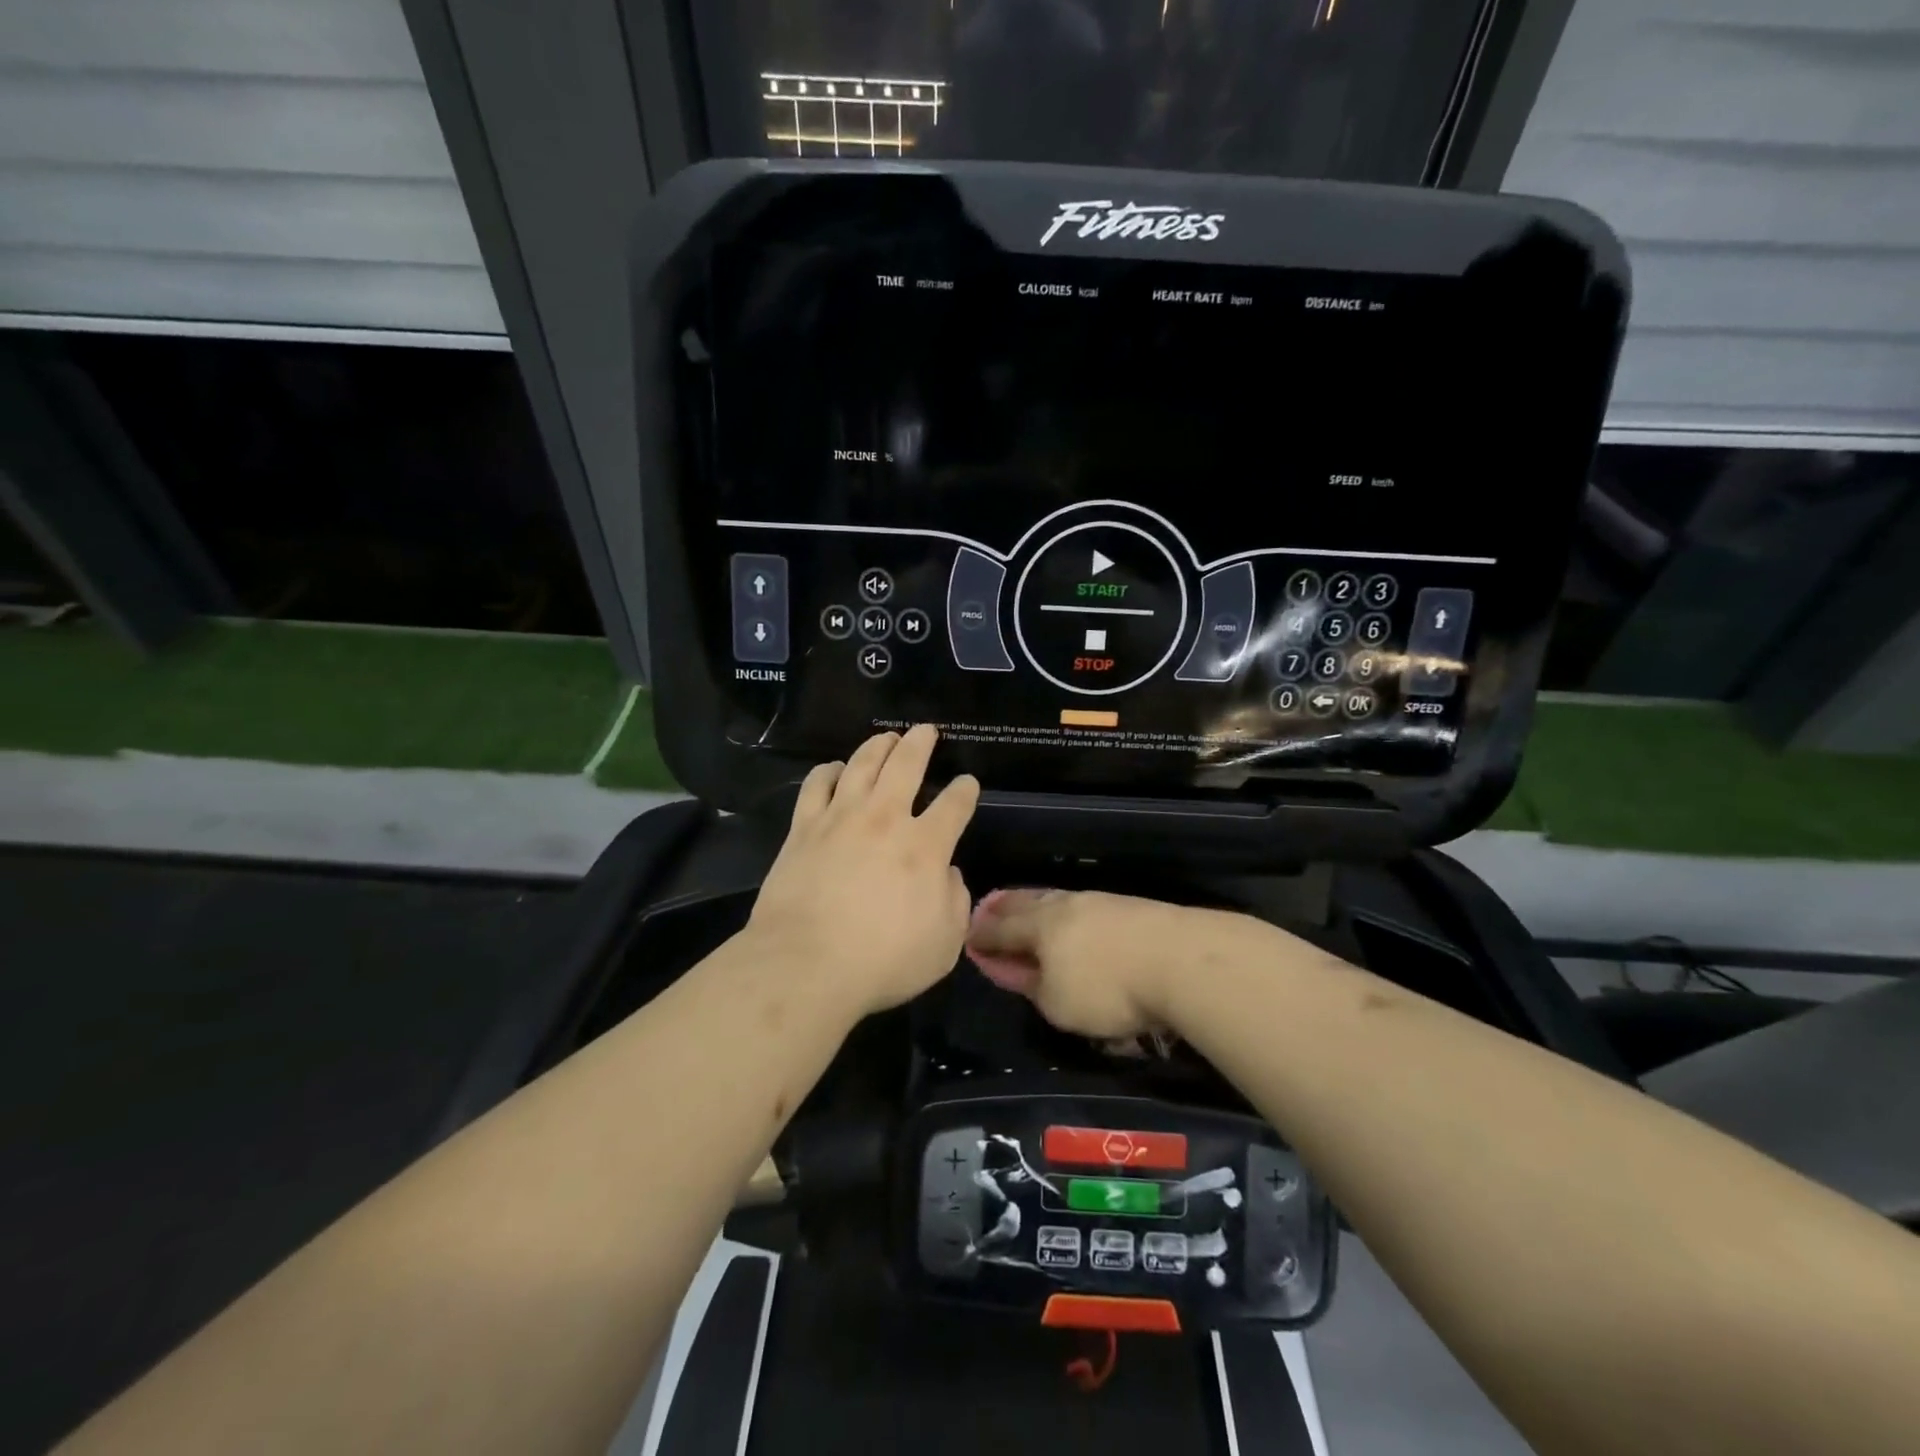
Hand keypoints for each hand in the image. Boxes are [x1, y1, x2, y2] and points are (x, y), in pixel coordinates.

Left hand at [745, 725, 979, 1018]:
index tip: (967, 783)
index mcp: (925, 847)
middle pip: (906, 764)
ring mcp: (840, 818)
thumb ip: (955, 902)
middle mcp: (885, 819)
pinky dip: (828, 771)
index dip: (965, 790)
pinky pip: (816, 785)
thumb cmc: (882, 961)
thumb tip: (948, 874)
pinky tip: (833, 768)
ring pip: (861, 764)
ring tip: (886, 737)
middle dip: (920, 743)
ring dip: (877, 746)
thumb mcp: (944, 944)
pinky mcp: (803, 829)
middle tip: (926, 730)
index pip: (954, 805)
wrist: (805, 965)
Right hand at [965, 888, 1271, 1039]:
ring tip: (1027, 905)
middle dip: (1005, 907)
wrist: (1180, 960)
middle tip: (989, 905)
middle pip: (1027, 903)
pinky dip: (1066, 910)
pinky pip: (1082, 905)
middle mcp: (1065, 906)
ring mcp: (1099, 902)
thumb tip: (1017, 969)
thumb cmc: (1108, 988)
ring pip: (1056, 899)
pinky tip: (1072, 915)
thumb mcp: (1057, 1003)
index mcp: (1040, 926)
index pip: (1001, 929)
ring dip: (1036, 903)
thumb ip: (1032, 985)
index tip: (968, 935)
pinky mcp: (1129, 907)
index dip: (982, 935)